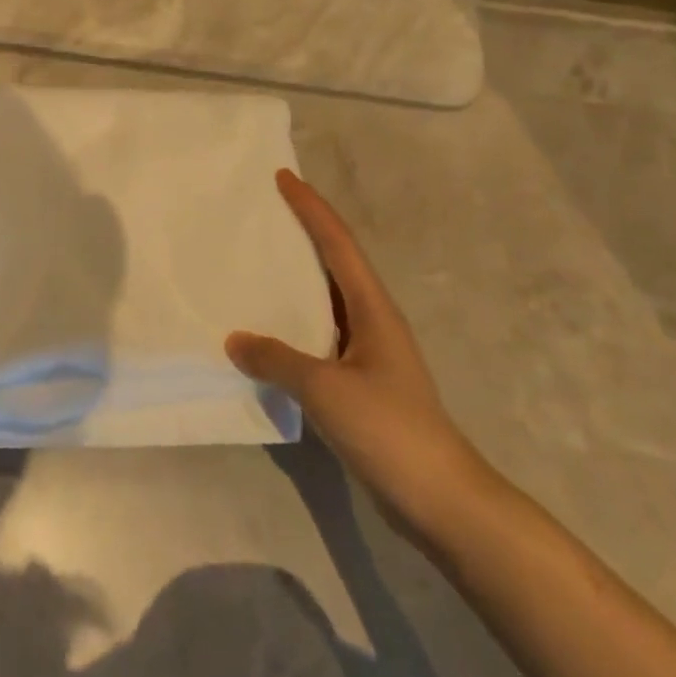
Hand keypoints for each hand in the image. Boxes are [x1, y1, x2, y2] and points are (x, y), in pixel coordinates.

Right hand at [227, 170, 495, 539]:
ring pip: (326, 300)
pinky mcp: (360, 383)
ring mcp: (368, 353)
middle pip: (334, 262)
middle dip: (304, 232)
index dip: (311, 208)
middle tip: (264, 212)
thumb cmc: (390, 430)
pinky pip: (319, 336)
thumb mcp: (326, 388)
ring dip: (296, 278)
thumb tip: (234, 340)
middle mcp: (372, 321)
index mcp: (373, 308)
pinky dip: (293, 322)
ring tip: (257, 262)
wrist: (441, 499)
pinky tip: (267, 331)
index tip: (283, 177)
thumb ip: (277, 359)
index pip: (338, 243)